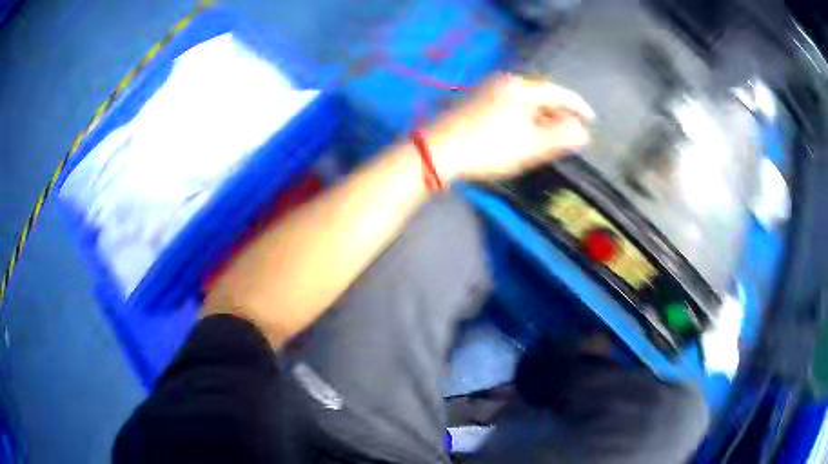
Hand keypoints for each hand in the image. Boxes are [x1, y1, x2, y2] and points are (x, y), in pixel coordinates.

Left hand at [426, 73, 593, 181]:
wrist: (439, 152)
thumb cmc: (488, 148)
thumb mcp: (530, 145)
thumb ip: (560, 137)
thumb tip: (582, 132)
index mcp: (521, 89)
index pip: (558, 92)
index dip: (577, 105)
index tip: (590, 117)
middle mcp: (505, 83)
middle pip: (541, 95)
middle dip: (559, 112)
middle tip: (572, 130)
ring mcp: (489, 91)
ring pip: (526, 101)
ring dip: (542, 116)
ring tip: (552, 134)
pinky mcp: (478, 102)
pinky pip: (512, 105)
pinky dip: (525, 117)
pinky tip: (526, 132)